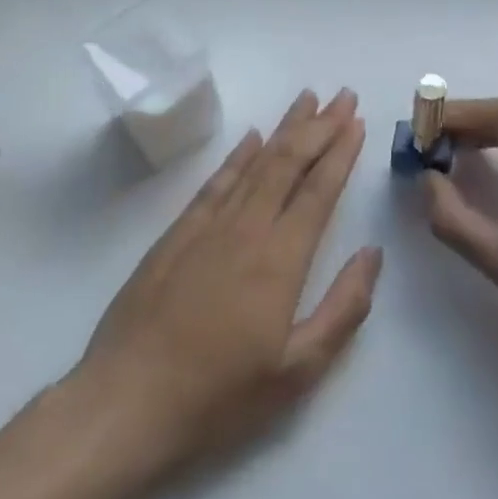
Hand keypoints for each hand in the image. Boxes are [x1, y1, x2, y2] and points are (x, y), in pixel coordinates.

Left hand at [71, 89, 380, 487]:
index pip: (318, 192)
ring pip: (253, 164)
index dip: (340, 153)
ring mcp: (206, 229)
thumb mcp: (298, 371)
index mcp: (280, 260)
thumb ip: (343, 308)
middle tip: (341, 95)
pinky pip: (214, 183)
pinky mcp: (175, 236)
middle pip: (287, 163)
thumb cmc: (219, 397)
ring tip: (305, 100)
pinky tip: (250, 138)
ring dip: (282, 129)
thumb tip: (371, 254)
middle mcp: (245, 230)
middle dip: (318, 126)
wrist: (125, 403)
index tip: (357, 121)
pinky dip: (236, 155)